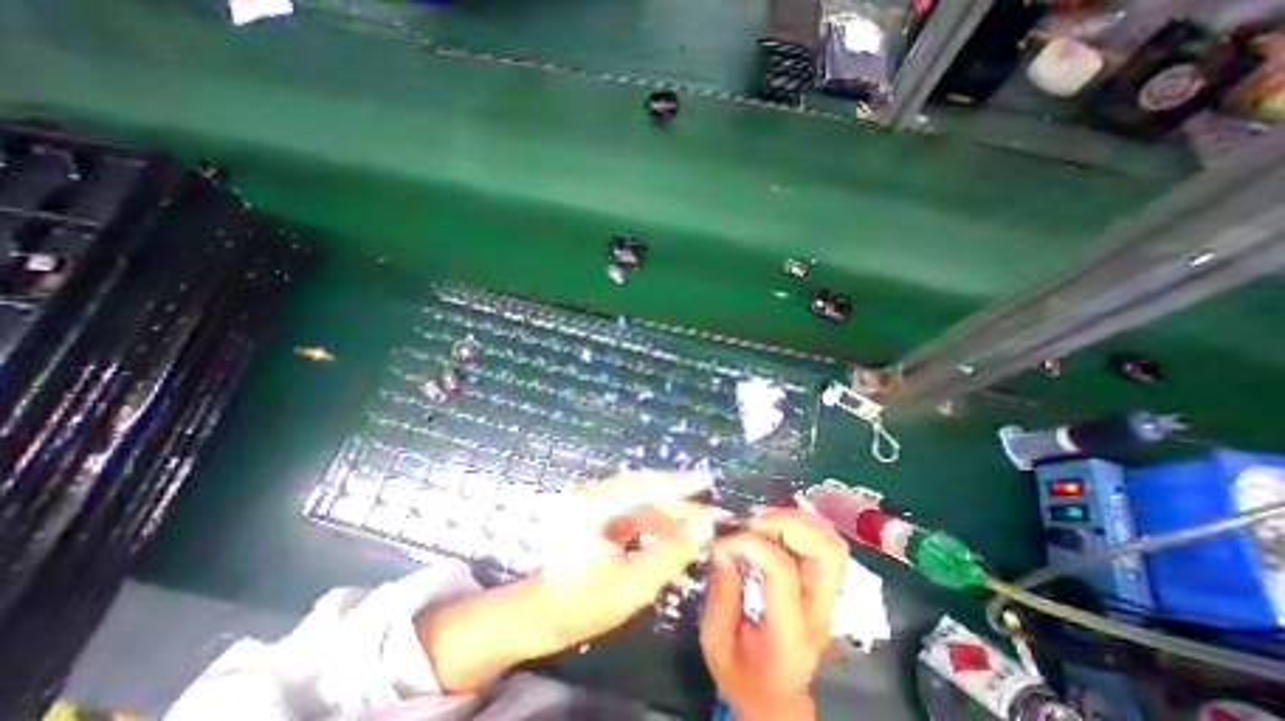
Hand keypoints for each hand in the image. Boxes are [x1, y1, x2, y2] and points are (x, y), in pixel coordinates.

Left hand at [528, 470, 727, 655]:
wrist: (535, 618)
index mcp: (596, 503)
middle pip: (646, 494)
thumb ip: (668, 555)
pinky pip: (633, 517)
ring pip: (641, 506)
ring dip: (669, 518)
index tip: (708, 479)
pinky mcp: (597, 521)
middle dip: (680, 506)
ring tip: (697, 532)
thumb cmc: (577, 605)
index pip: (646, 484)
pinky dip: (655, 527)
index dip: (679, 482)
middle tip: (712, 516)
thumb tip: (702, 529)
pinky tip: (672, 540)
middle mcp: (596, 497)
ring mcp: (595, 508)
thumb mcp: (629, 585)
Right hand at [698, 511, 850, 718]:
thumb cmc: (742, 675)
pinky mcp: (824, 589)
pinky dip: (804, 523)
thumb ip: (719, 592)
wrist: (775, 700)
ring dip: (798, 520)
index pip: (782, 571)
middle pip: (825, 552)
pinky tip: (775, 523)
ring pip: (832, 544)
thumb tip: (720, 544)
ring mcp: (827, 600)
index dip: (750, 543)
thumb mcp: (715, 641)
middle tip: (751, 521)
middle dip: (786, 523)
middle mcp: (818, 613)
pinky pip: (826, 544)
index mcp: (789, 635)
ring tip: (762, 520)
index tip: (722, 542)